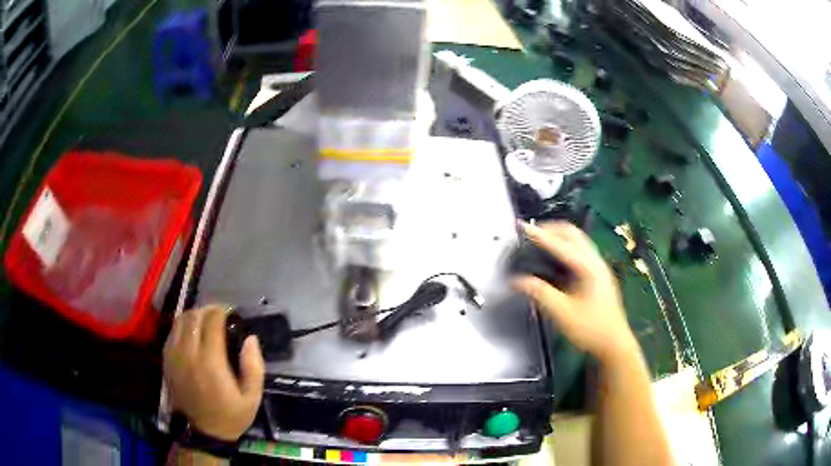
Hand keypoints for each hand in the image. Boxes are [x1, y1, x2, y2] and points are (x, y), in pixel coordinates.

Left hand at [163, 305, 264, 441]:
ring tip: (205, 321)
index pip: (212, 321)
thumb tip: (250, 338)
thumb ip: (254, 367)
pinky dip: (183, 326)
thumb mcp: (252, 398)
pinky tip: (192, 333)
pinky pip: (172, 332)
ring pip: (180, 320)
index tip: (231, 314)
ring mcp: (174, 355)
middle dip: (208, 310)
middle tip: (220, 315)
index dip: (222, 311)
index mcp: (210, 361)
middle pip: (194, 316)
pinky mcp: (166, 360)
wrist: (203, 432)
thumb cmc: (231, 415)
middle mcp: (188, 353)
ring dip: (194, 315)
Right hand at [513, 221, 637, 362]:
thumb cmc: (590, 329)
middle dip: (551, 228)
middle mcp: (596, 262)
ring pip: (579, 239)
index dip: (540, 235)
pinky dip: (566, 245)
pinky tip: (556, 256)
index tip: (522, 228)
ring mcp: (600, 266)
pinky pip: (581, 249)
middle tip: (531, 232)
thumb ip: (540, 293)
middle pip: (573, 233)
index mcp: (588, 268)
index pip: (561, 245)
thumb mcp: (562, 313)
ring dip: (559, 235)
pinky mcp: (599, 274)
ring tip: (540, 240)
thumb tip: (517, 281)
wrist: (614, 343)